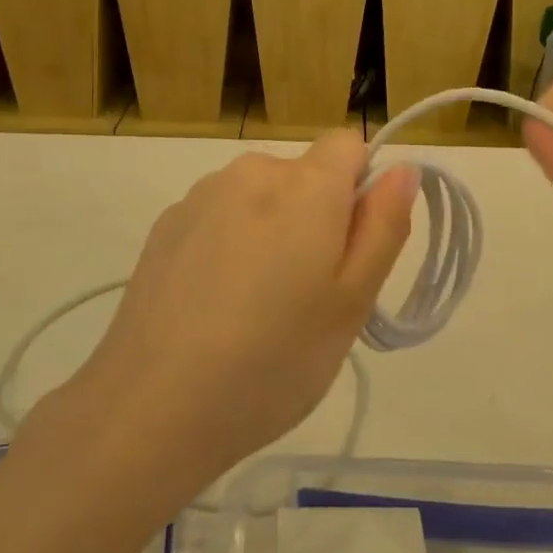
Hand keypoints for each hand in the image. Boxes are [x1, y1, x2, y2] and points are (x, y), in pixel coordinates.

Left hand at [77, 133, 418, 491]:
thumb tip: (402, 169)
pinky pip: (221, 215)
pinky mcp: (167, 222)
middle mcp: (252, 171)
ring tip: (255, 308)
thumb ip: (384, 225)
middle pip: (305, 174)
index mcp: (305, 184)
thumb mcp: (352, 303)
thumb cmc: (272, 360)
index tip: (350, 248)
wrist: (150, 408)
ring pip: (262, 196)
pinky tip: (212, 305)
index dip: (360, 188)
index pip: (348, 144)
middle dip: (317, 216)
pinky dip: (230, 242)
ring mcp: (203, 194)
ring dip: (272, 229)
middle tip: (307, 296)